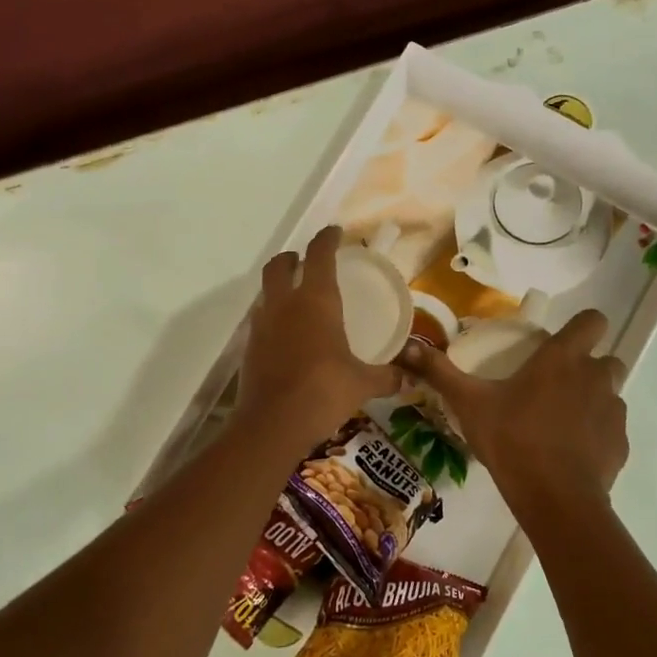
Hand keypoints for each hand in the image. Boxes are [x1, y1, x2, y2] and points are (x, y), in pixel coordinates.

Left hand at [236, 226, 401, 441]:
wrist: (273, 424)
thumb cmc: (324, 392)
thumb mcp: (362, 384)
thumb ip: (386, 377)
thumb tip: (407, 379)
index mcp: (316, 301)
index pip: (319, 255)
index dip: (327, 239)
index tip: (335, 232)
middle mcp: (285, 304)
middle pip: (280, 266)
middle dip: (292, 258)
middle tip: (305, 261)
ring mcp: (262, 325)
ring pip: (266, 292)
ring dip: (279, 288)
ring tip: (297, 299)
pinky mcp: (249, 348)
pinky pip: (261, 321)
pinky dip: (272, 318)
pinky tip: (286, 336)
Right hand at [401, 309, 627, 503]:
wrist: (555, 498)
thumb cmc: (512, 440)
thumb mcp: (469, 404)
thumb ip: (441, 373)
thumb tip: (408, 347)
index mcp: (563, 358)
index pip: (593, 320)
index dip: (582, 325)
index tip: (561, 342)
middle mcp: (596, 377)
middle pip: (606, 358)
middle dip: (588, 366)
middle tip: (556, 385)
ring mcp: (613, 411)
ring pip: (610, 393)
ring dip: (592, 400)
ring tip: (561, 422)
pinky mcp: (620, 443)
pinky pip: (611, 429)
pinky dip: (596, 435)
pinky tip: (571, 453)